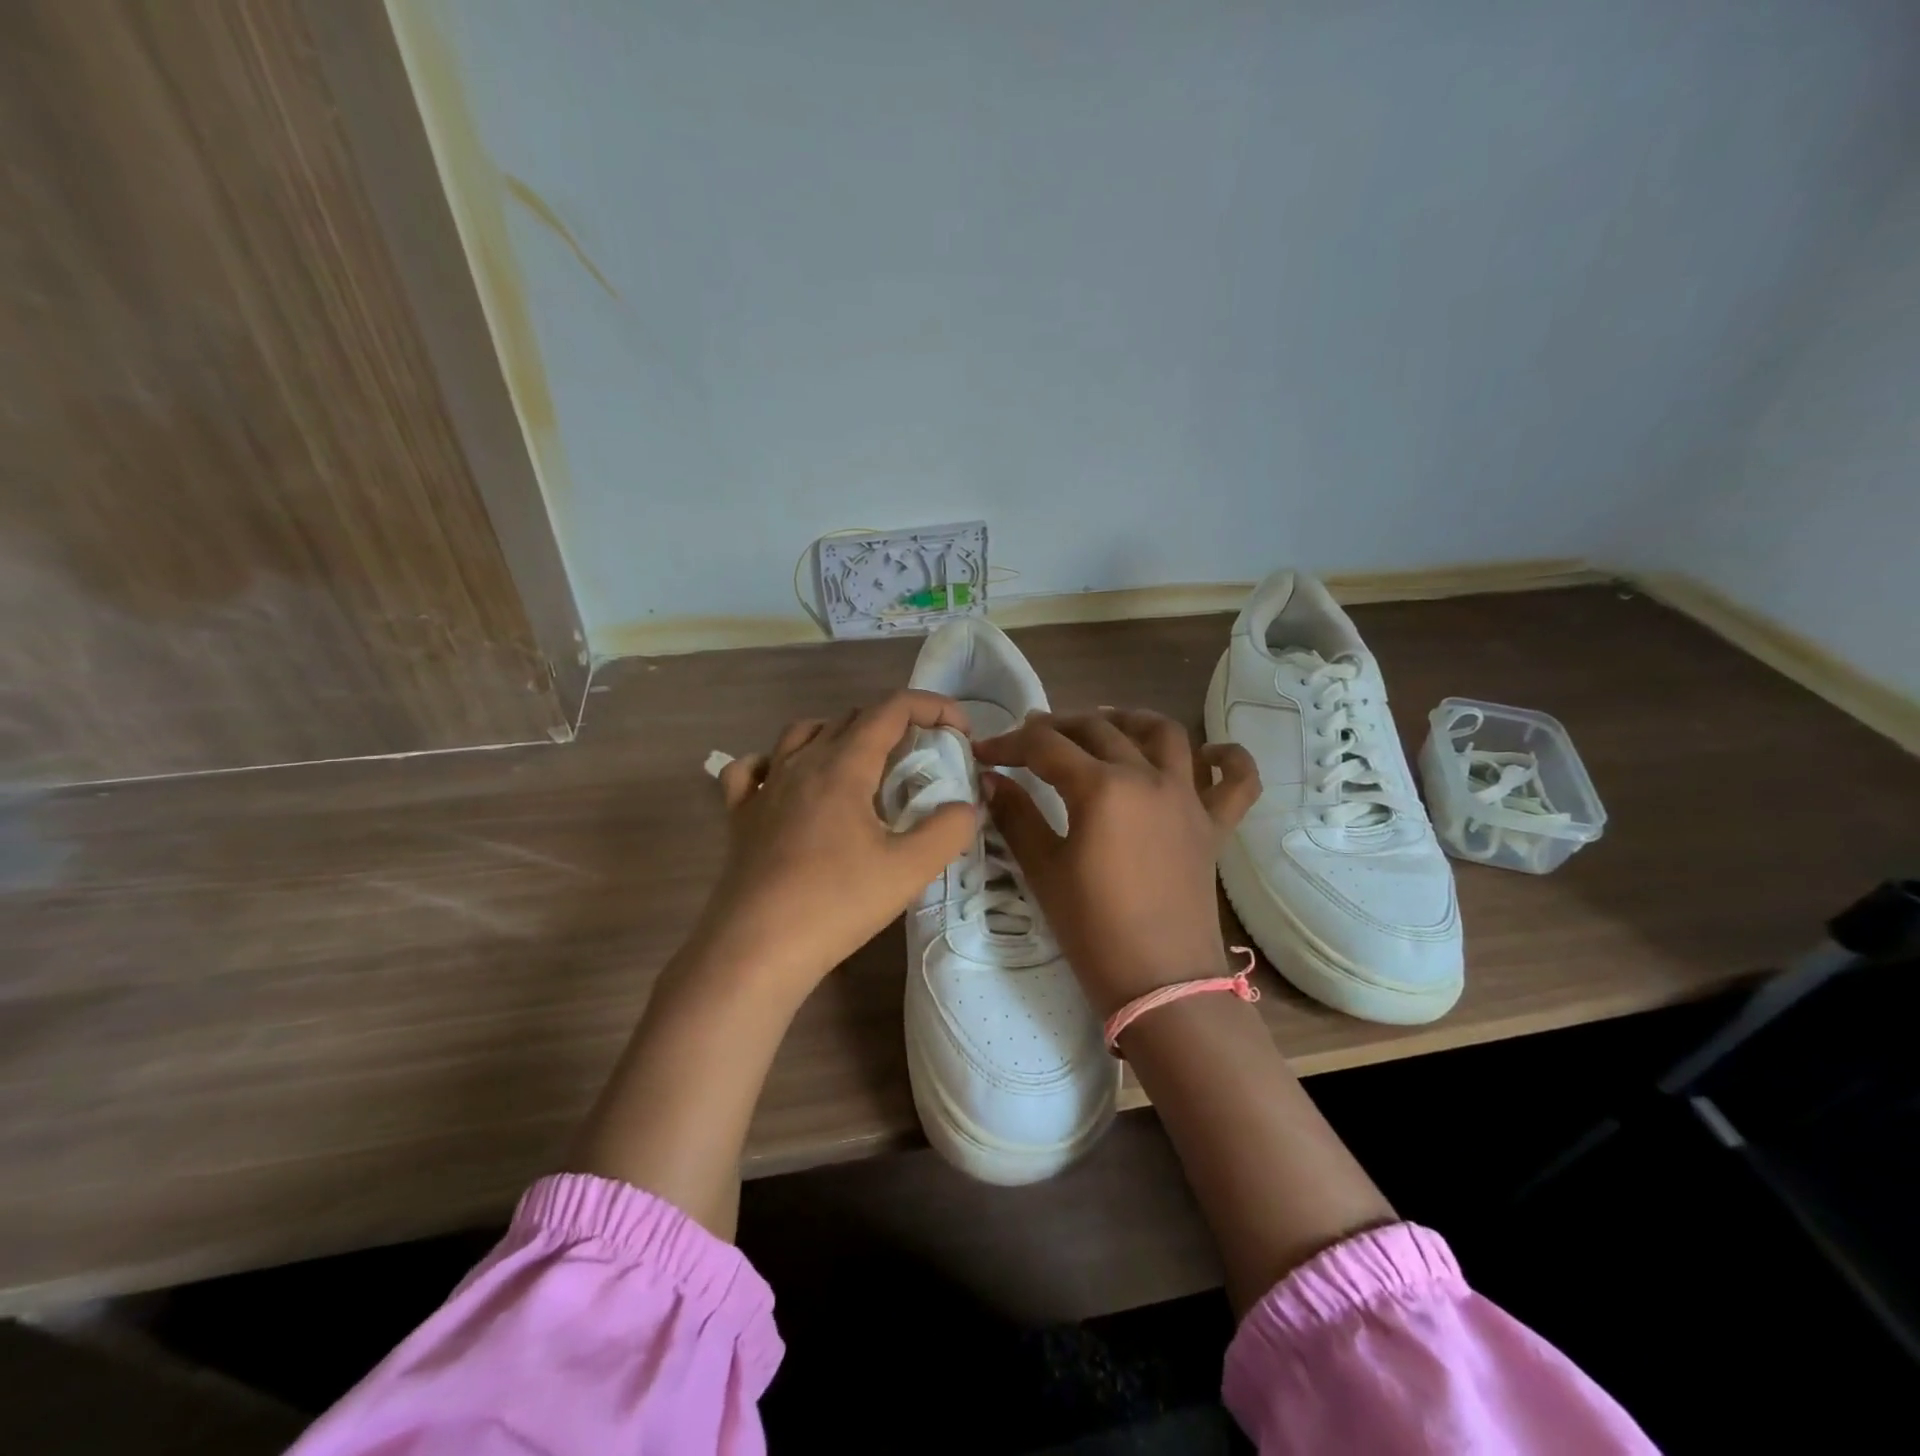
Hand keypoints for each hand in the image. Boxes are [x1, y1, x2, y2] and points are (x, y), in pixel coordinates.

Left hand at [697, 691, 978, 996]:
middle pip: (851, 717)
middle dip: (894, 724)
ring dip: (840, 735)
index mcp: (844, 765)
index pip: (892, 709)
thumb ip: (949, 831)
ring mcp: (765, 787)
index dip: (932, 707)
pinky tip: (786, 782)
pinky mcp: (740, 815)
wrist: (756, 949)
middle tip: (921, 759)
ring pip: (802, 733)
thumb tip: (967, 808)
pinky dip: (774, 762)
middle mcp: (801, 763)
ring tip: (862, 765)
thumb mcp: (909, 870)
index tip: (960, 731)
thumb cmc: (836, 904)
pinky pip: (752, 769)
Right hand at [974, 709, 1259, 1016]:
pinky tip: (1210, 753)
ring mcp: (1188, 799)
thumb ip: (1015, 816)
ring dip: (1131, 720)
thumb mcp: (1043, 869)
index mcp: (1102, 788)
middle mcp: (1148, 777)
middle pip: (1098, 730)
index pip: (1046, 747)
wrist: (1159, 981)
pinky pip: (1236, 782)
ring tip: (1105, 724)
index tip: (984, 753)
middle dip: (1057, 727)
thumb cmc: (1092, 928)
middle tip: (1030, 738)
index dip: (1009, 743)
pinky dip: (1228, 760)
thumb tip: (990, 780)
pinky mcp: (1214, 826)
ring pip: (1164, 734)